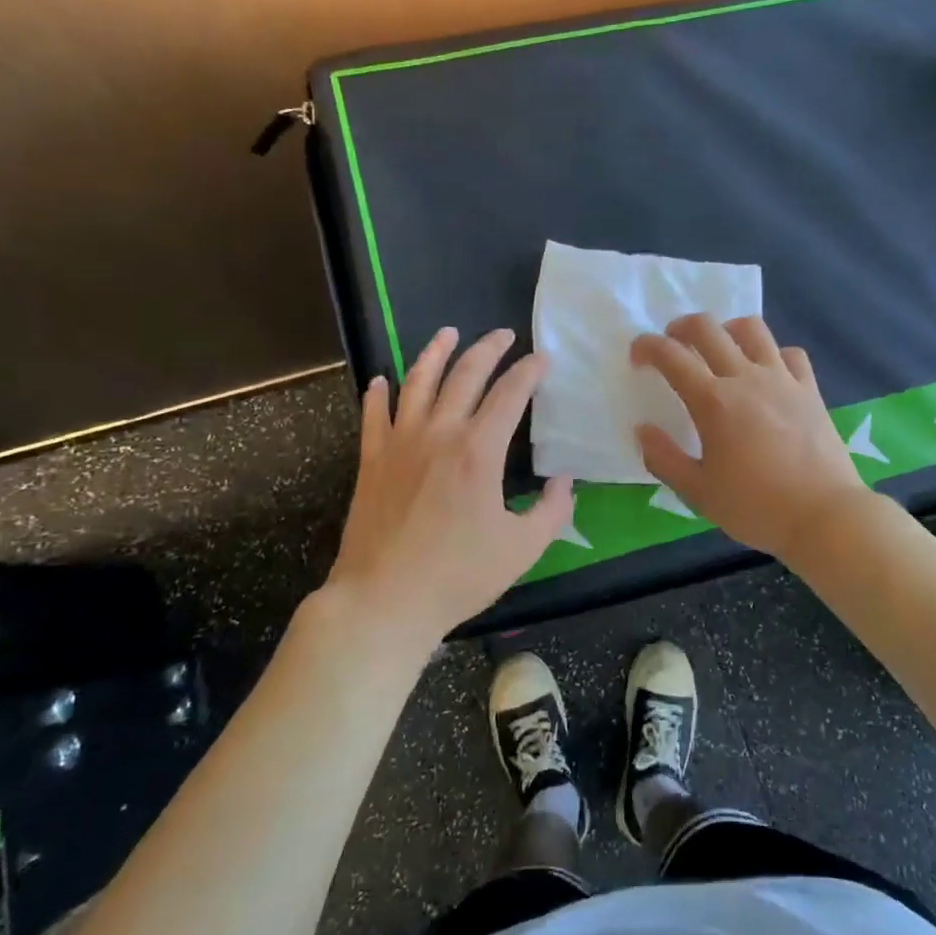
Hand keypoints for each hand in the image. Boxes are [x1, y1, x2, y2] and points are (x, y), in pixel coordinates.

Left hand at [324, 327, 573, 641]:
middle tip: (503, 334)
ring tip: (447, 333)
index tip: (543, 358)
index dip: (529, 371)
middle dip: (488, 349)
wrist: (384, 601)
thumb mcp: (523, 549)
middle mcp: (439, 434)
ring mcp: (400, 444)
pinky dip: (378, 393)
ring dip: (434, 353)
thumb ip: (552, 510)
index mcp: (479, 451)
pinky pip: (373, 415)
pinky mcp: (371, 461)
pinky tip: (383, 379)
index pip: (510, 394)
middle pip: (464, 375)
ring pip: (417, 382)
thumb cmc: (458, 576)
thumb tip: (564, 481)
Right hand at [631, 315, 873, 561]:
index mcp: (713, 401)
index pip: (671, 356)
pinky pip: (790, 353)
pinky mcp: (809, 389)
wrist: (824, 516)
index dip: (647, 346)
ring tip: (720, 348)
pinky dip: (772, 354)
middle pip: (708, 328)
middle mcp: (746, 378)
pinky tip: (767, 372)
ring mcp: (782, 379)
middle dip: (681, 327)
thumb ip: (664, 459)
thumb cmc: (756, 507)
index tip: (637, 356)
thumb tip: (642, 430)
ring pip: (752, 329)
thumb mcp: (698, 493)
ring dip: (727, 329)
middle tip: (672, 345)